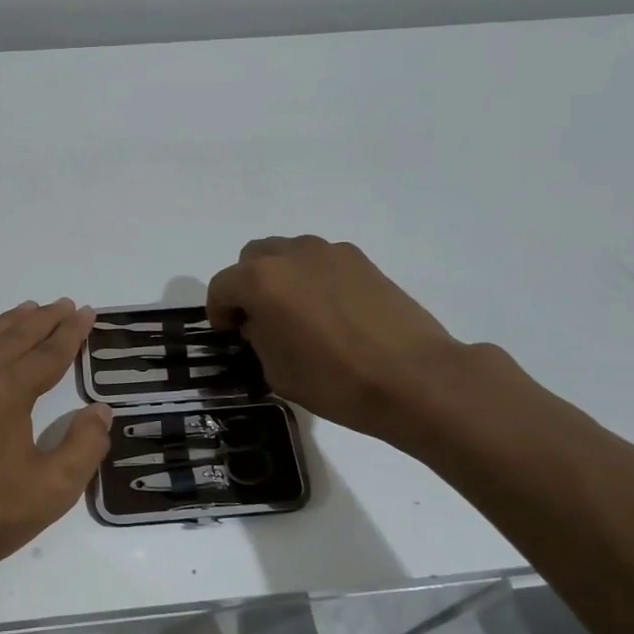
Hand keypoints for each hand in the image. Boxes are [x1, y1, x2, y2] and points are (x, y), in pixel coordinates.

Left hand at [0, 300, 111, 577]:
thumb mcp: (52, 491)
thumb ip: (84, 446)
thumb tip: (100, 410)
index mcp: (7, 391)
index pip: (48, 353)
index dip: (71, 333)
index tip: (86, 312)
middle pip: (14, 337)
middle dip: (43, 319)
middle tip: (63, 304)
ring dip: (7, 325)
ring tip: (28, 310)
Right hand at [207, 236, 467, 446]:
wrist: (414, 378)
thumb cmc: (335, 381)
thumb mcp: (276, 370)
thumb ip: (258, 337)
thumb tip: (261, 323)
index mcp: (261, 281)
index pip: (221, 287)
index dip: (219, 312)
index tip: (230, 334)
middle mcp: (291, 254)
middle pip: (252, 258)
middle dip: (248, 286)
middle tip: (260, 320)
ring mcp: (329, 252)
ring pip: (288, 254)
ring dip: (281, 277)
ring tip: (298, 313)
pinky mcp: (361, 260)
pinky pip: (320, 261)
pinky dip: (313, 278)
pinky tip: (331, 312)